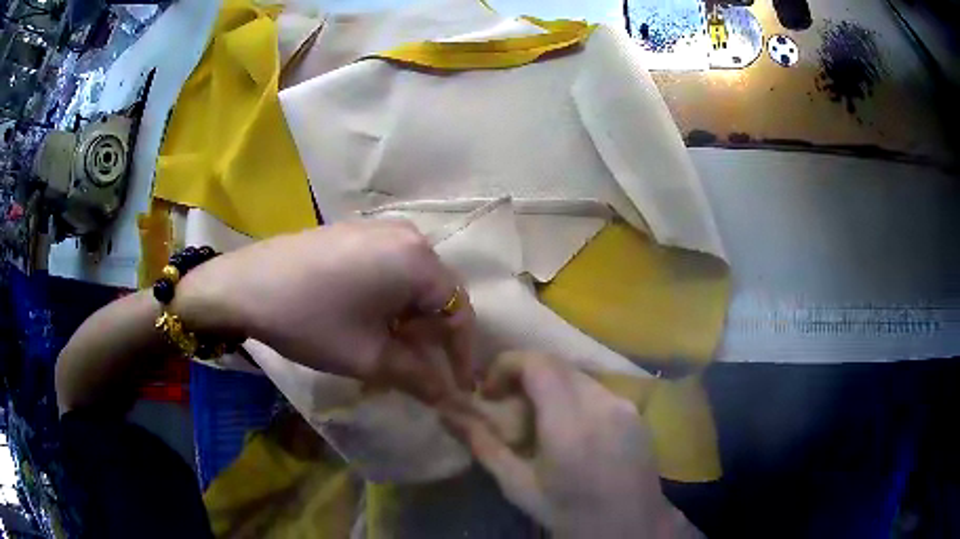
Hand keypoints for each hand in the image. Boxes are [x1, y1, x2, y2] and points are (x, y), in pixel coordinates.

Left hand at [172, 220, 474, 400]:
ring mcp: (381, 229)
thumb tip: (449, 398)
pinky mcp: (358, 232)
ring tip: (395, 352)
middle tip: (422, 374)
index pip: (460, 312)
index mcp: (418, 261)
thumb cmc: (310, 320)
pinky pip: (392, 269)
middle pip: (438, 294)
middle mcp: (408, 236)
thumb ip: (418, 377)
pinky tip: (373, 322)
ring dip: (412, 321)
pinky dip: (393, 301)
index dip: (463, 355)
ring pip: (414, 282)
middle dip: (434, 338)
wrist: (245, 284)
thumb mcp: (368, 357)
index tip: (460, 389)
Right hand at [440, 352, 692, 537]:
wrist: (629, 528)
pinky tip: (571, 430)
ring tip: (538, 421)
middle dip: (526, 375)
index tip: (490, 392)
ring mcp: (625, 406)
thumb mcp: (518, 485)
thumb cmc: (568, 513)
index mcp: (570, 426)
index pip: (538, 364)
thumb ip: (482, 444)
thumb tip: (445, 412)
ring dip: (551, 387)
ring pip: (578, 377)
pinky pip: (598, 391)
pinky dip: (574, 398)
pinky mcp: (637, 412)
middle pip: (557, 366)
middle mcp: (602, 405)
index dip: (508, 365)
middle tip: (508, 406)